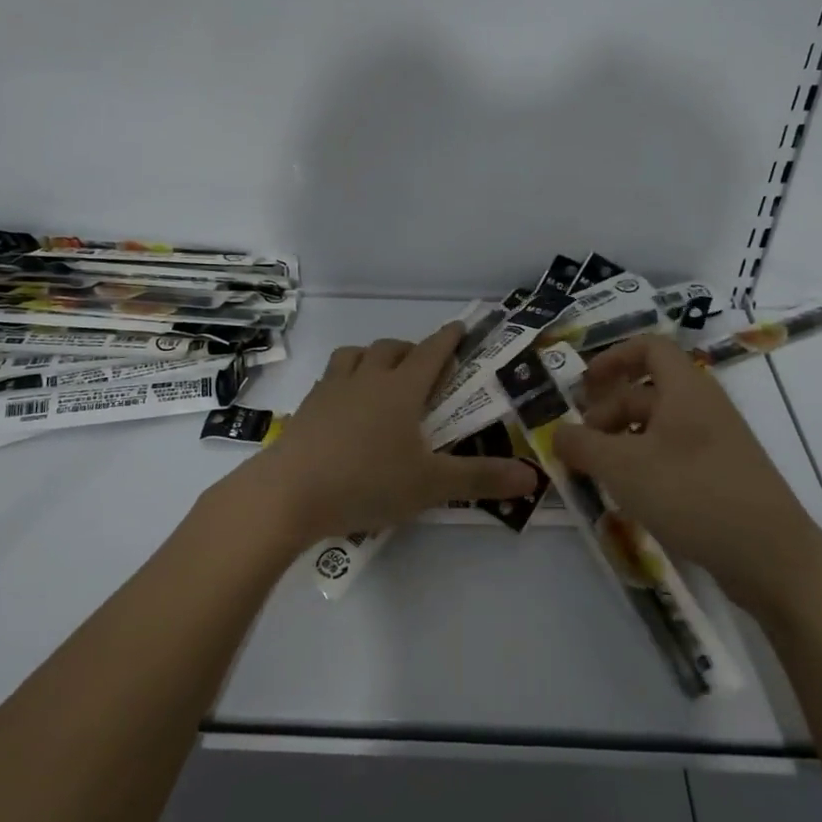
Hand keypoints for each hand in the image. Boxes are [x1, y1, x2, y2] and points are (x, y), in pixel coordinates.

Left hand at [232, 322, 538, 545]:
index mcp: (401, 389)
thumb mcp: (431, 485)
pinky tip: (346, 406)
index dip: (449, 338)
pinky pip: (330, 378)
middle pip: (392, 348)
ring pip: (355, 355)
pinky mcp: (307, 407)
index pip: (432, 352)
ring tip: (382, 378)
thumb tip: (532, 477)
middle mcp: (367, 378)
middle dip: (412, 350)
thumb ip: (481, 478)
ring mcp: (331, 389)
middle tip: (425, 369)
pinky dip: (345, 380)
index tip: (461, 327)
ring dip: (373, 357)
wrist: (289, 493)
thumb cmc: (367, 481)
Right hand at [552, 334, 821, 618]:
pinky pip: (674, 456)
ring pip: (658, 428)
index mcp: (685, 389)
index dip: (613, 358)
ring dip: (622, 443)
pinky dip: (645, 466)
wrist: (773, 558)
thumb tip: (557, 434)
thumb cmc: (692, 494)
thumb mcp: (623, 467)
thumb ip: (582, 446)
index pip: (649, 348)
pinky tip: (630, 497)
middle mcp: (703, 408)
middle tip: (580, 445)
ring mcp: (716, 444)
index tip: (584, 385)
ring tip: (597, 475)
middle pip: (647, 392)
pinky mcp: (722, 477)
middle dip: (607, 412)